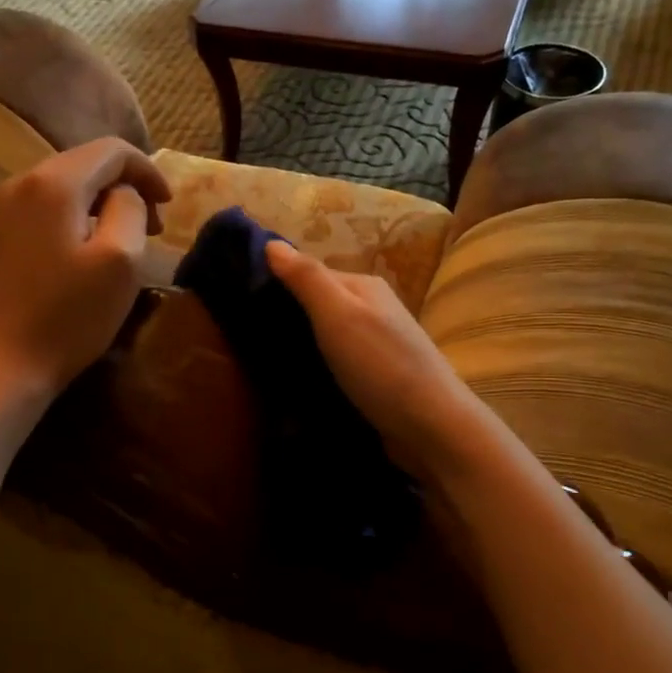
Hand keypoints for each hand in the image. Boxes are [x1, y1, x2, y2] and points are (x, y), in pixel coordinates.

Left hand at [0, 139, 171, 403]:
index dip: (148, 171)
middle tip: (153, 226)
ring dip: (103, 202)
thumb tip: (125, 194)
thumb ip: (130, 209)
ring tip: (126, 238)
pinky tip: (89, 248)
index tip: (169, 206)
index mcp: (54, 182)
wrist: (2, 365)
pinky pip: (47, 206)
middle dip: (126, 186)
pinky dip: (78, 215)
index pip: (112, 150)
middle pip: (86, 162)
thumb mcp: (120, 260)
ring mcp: (4, 207)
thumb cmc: (69, 316)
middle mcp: (22, 181)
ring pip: (67, 185)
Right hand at [264, 240, 484, 476]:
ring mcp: (378, 347)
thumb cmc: (381, 365)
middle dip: (287, 318)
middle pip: (319, 306)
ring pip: (327, 338)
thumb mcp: (338, 314)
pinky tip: (297, 385)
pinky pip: (336, 366)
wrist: (432, 430)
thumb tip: (271, 242)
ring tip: (262, 363)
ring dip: (300, 347)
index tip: (239, 302)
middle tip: (244, 336)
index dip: (277, 284)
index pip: (310, 274)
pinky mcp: (377, 381)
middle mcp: (373, 311)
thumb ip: (306, 278)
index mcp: (364, 287)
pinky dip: (316, 371)